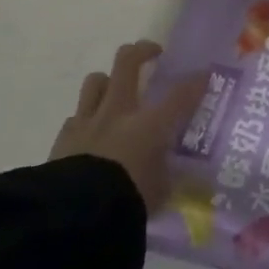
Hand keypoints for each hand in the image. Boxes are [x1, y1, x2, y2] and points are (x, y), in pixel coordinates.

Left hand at [49, 41, 207, 212]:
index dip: (196, 81)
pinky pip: (74, 117)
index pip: (181, 94)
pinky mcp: (63, 139)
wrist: (74, 216)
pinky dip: (84, 120)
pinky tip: (89, 132)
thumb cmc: (126, 201)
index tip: (205, 74)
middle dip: (142, 51)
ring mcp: (88, 121)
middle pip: (128, 63)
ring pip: (96, 80)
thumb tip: (181, 180)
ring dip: (107, 81)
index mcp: (150, 124)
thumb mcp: (159, 193)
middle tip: (152, 54)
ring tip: (115, 90)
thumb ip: (168, 177)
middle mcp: (120, 112)